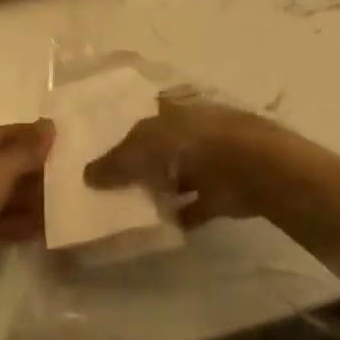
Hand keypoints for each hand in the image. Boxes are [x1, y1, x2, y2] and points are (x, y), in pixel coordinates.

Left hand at [0, 120, 51, 282]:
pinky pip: (9, 221)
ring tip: (65, 203)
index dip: (31, 132)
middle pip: (12, 163)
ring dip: (36, 197)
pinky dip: (26, 223)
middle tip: (71, 173)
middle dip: (39, 167)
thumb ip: (25, 149)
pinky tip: (47, 230)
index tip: (61, 137)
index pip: (7, 133)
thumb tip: (49, 125)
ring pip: (12, 194)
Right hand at [83, 88, 279, 225]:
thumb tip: (87, 175)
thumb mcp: (146, 145)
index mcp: (173, 110)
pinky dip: (178, 216)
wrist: (252, 168)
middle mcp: (189, 132)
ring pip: (175, 176)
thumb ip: (118, 160)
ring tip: (125, 209)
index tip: (98, 150)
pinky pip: (193, 206)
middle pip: (157, 148)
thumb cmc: (194, 143)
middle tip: (105, 184)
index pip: (142, 117)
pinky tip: (158, 229)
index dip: (121, 131)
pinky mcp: (220, 193)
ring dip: (158, 190)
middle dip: (137, 163)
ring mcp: (207, 163)